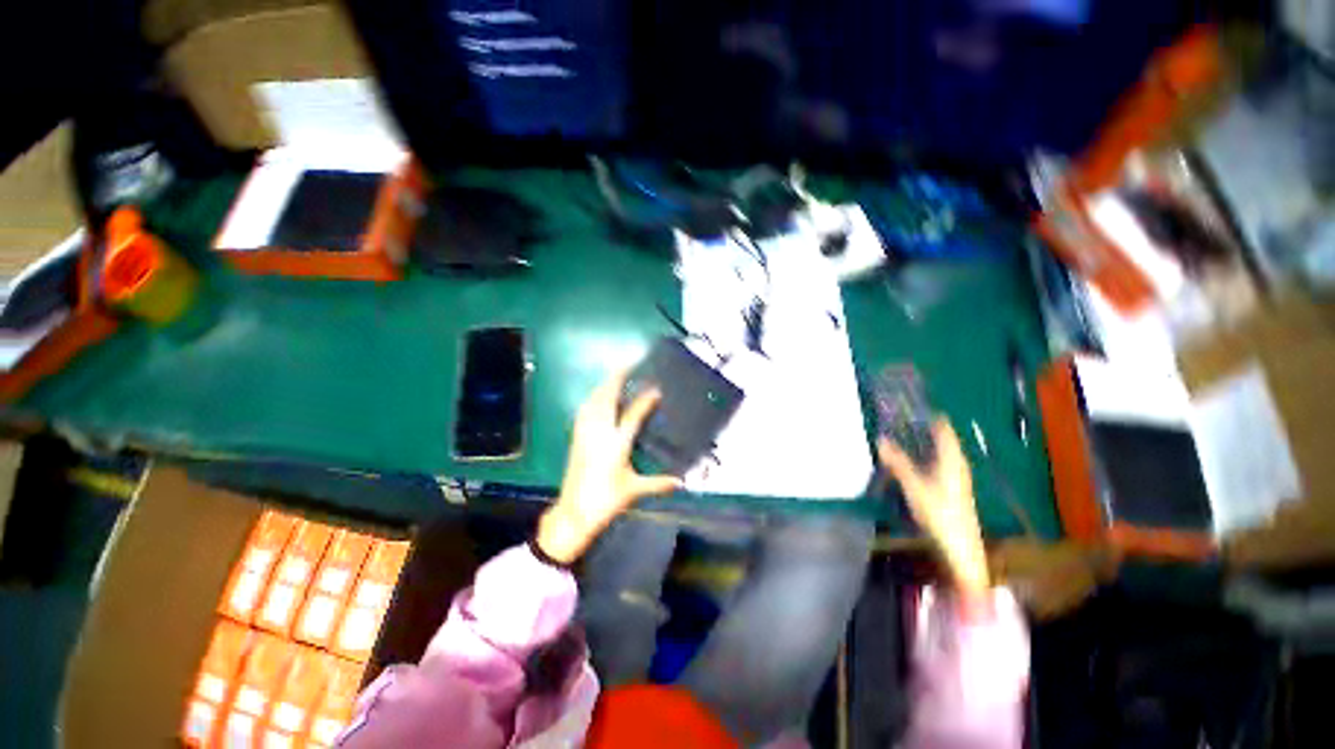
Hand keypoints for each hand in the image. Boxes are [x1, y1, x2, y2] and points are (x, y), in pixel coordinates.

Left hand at [537, 370, 681, 563]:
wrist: (573, 513)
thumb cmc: (606, 500)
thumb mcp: (633, 490)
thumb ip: (658, 483)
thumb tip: (680, 482)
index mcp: (616, 444)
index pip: (632, 415)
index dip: (644, 400)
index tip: (656, 388)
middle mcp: (599, 433)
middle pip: (606, 398)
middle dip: (616, 379)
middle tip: (628, 365)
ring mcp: (585, 433)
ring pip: (593, 401)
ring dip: (604, 386)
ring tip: (615, 376)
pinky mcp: (576, 437)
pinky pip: (584, 410)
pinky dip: (592, 398)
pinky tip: (597, 397)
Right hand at [878, 419, 989, 598]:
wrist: (960, 547)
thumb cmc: (939, 513)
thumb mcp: (914, 487)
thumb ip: (898, 462)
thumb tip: (881, 439)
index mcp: (952, 460)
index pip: (944, 430)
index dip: (932, 416)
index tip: (913, 406)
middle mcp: (958, 464)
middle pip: (944, 439)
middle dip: (925, 427)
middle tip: (902, 418)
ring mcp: (958, 477)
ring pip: (942, 451)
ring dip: (926, 441)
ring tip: (904, 434)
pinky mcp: (954, 487)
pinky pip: (941, 461)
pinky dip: (927, 454)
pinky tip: (914, 459)